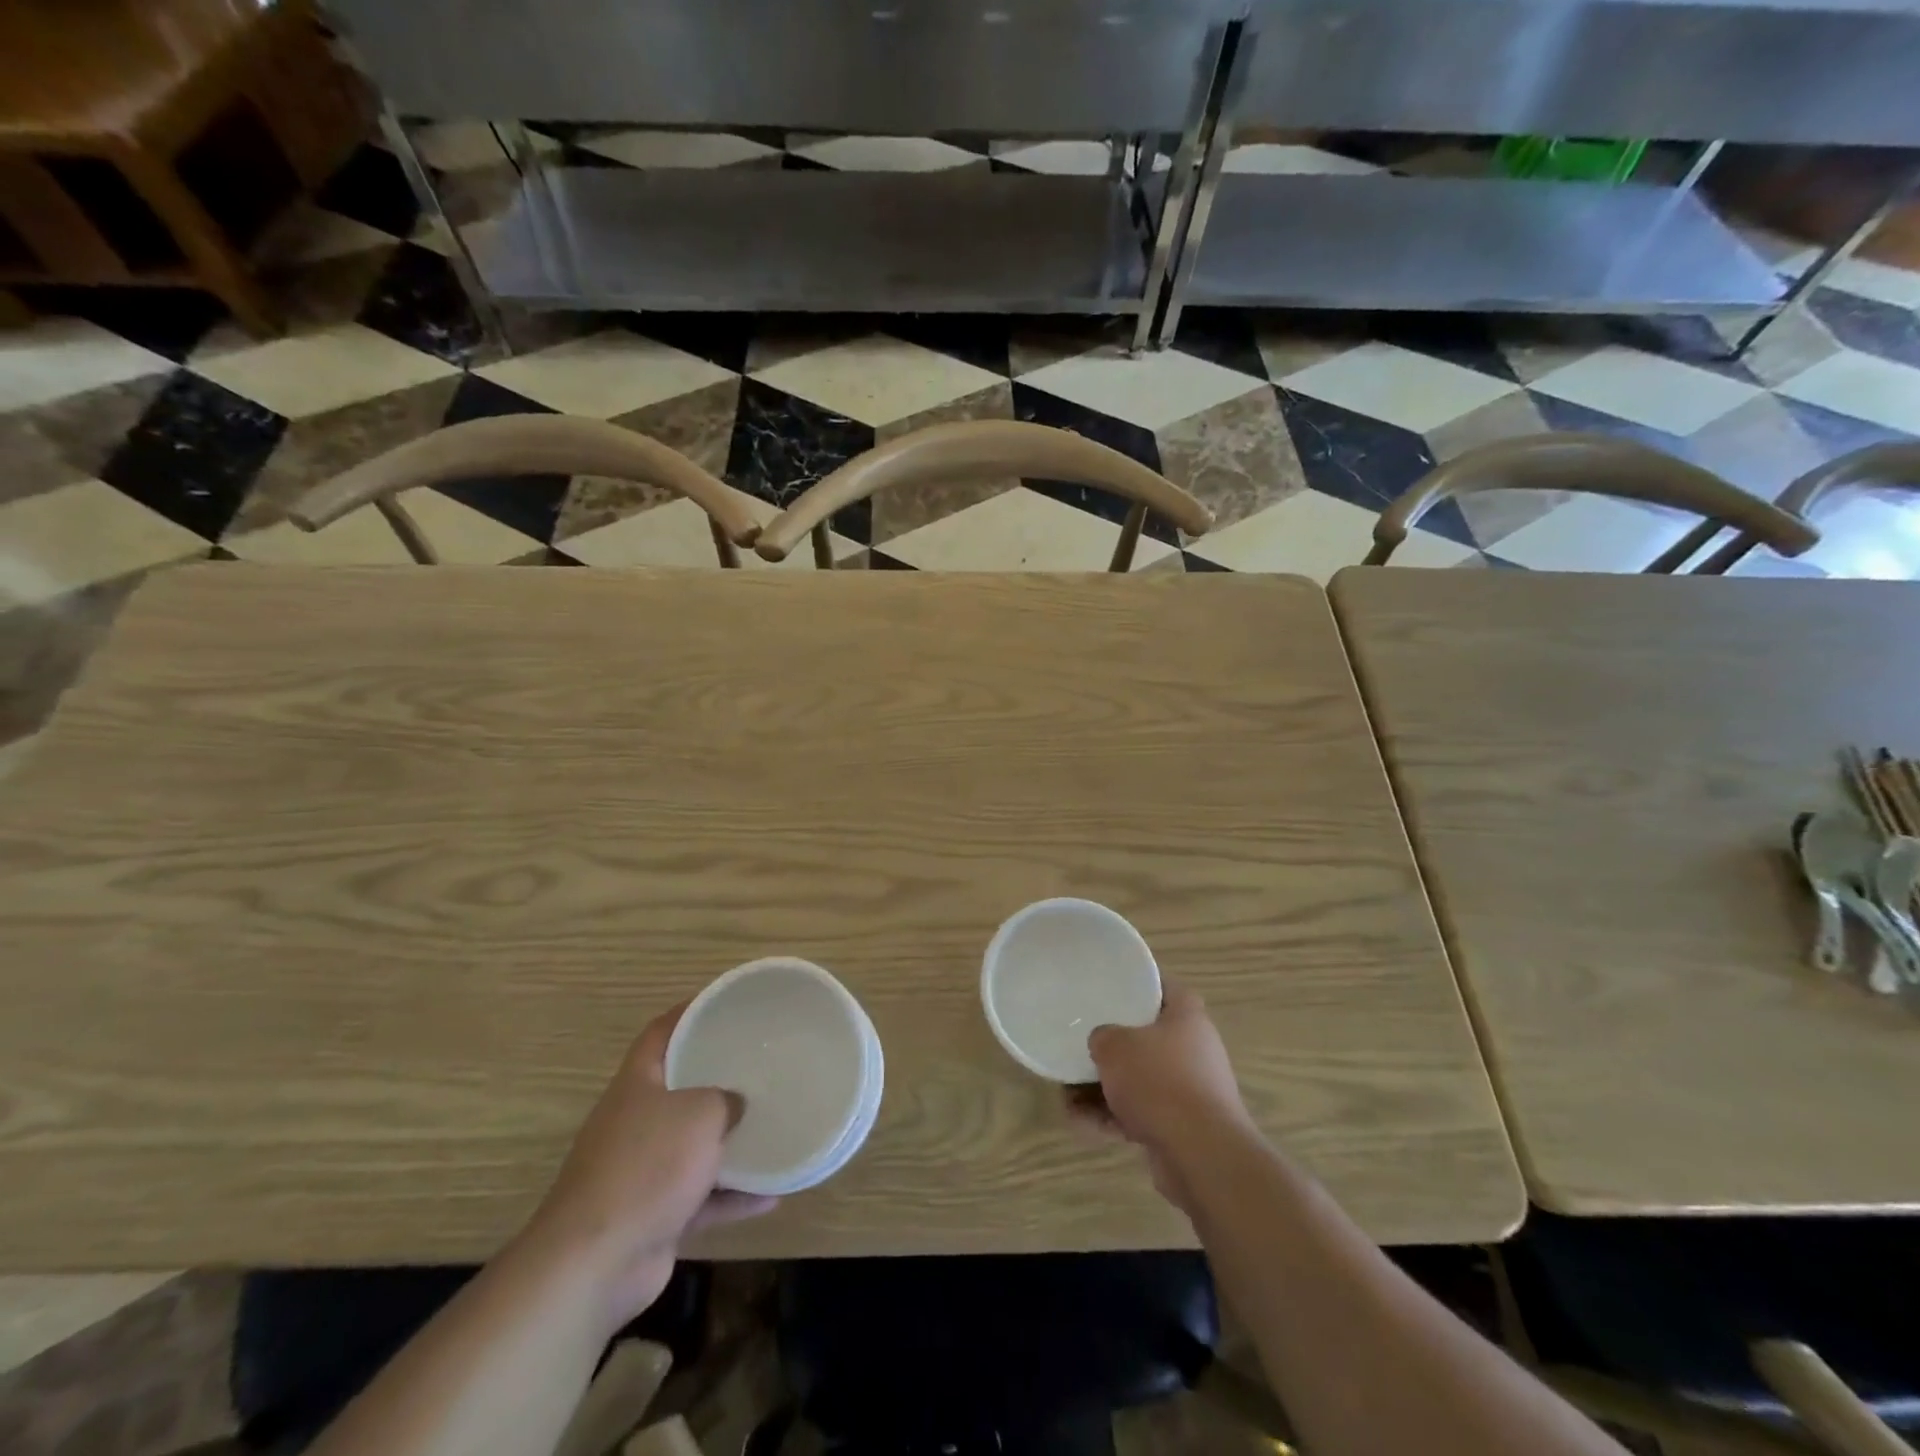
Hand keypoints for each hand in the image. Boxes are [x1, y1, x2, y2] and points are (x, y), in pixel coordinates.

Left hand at [520, 1005, 774, 1331]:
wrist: (595, 1263)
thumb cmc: (647, 1166)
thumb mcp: (700, 1114)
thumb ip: (725, 1100)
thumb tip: (736, 1105)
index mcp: (637, 1084)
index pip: (661, 1033)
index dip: (689, 1012)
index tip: (725, 1004)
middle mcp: (635, 1121)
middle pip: (679, 1088)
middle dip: (717, 1078)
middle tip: (758, 1064)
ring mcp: (642, 1171)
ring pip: (693, 1146)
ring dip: (729, 1142)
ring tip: (771, 1127)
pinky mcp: (653, 1215)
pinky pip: (701, 1197)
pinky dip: (733, 1196)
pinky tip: (772, 1196)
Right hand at [1074, 985, 1253, 1211]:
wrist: (1200, 1154)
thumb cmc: (1159, 1080)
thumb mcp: (1115, 1046)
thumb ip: (1102, 1037)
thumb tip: (1103, 1043)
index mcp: (1187, 1018)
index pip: (1166, 988)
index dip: (1140, 984)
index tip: (1112, 987)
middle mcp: (1194, 1051)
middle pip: (1148, 1038)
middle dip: (1113, 1046)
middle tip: (1083, 1044)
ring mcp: (1189, 1091)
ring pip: (1140, 1080)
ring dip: (1104, 1088)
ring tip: (1067, 1093)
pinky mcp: (1181, 1128)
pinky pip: (1140, 1114)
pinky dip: (1112, 1117)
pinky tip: (1078, 1122)